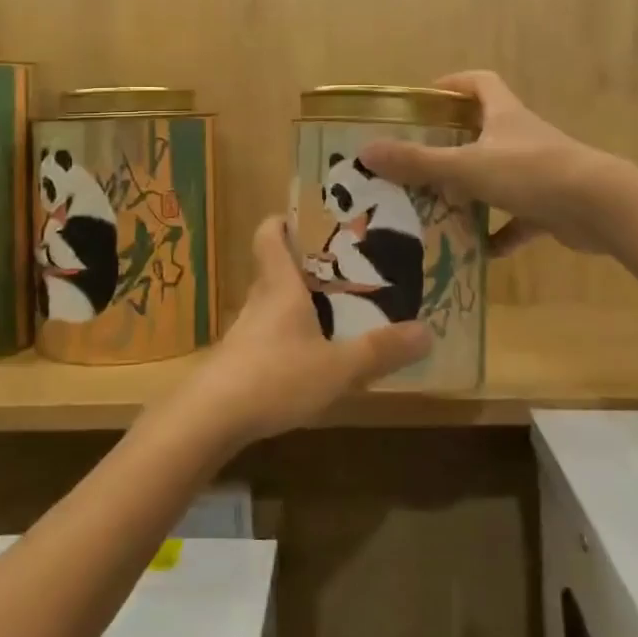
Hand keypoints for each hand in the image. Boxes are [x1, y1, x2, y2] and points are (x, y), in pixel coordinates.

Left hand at [183, 217, 432, 446]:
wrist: (210, 419)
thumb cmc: (275, 376)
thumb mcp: (338, 367)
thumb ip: (380, 350)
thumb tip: (427, 331)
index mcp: (279, 286)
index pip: (269, 235)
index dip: (283, 221)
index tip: (307, 218)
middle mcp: (258, 300)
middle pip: (272, 267)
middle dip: (302, 264)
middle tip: (339, 267)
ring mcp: (243, 332)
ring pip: (269, 303)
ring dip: (294, 302)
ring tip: (330, 311)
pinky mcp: (236, 362)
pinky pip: (264, 335)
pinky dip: (284, 335)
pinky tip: (305, 357)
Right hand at [360, 70, 610, 257]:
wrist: (602, 208)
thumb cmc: (531, 173)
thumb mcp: (467, 167)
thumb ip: (418, 162)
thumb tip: (366, 151)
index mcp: (504, 115)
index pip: (479, 83)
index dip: (454, 84)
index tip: (426, 99)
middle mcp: (522, 137)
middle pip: (485, 130)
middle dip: (454, 143)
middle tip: (419, 161)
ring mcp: (540, 171)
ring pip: (499, 175)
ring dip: (474, 191)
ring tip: (440, 207)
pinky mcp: (552, 205)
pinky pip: (519, 219)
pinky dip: (501, 232)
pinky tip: (481, 250)